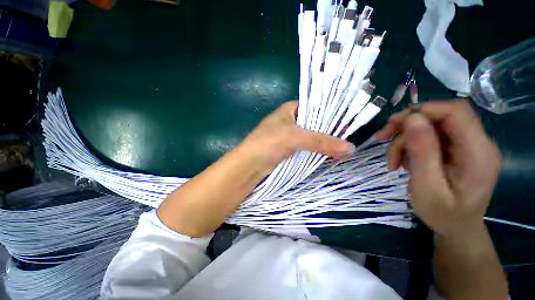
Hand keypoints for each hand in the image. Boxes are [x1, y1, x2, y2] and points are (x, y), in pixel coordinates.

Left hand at [238, 101, 355, 175]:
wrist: (249, 164)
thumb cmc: (268, 143)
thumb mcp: (295, 137)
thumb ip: (321, 141)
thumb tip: (350, 148)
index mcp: (290, 109)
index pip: (316, 106)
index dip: (332, 114)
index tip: (350, 122)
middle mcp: (290, 120)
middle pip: (315, 123)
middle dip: (330, 131)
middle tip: (350, 138)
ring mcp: (289, 135)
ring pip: (312, 137)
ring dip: (325, 143)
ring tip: (345, 148)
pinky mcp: (289, 148)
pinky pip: (307, 147)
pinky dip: (317, 151)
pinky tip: (330, 155)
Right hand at [376, 100, 500, 235]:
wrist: (456, 228)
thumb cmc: (443, 215)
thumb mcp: (427, 188)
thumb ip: (423, 153)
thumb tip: (412, 119)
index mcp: (478, 153)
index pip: (456, 112)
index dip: (423, 110)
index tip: (394, 123)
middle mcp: (477, 143)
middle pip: (440, 116)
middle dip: (407, 124)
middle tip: (382, 138)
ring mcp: (466, 146)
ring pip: (429, 127)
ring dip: (404, 139)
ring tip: (393, 161)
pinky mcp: (456, 150)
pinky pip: (429, 137)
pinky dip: (409, 145)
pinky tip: (403, 161)